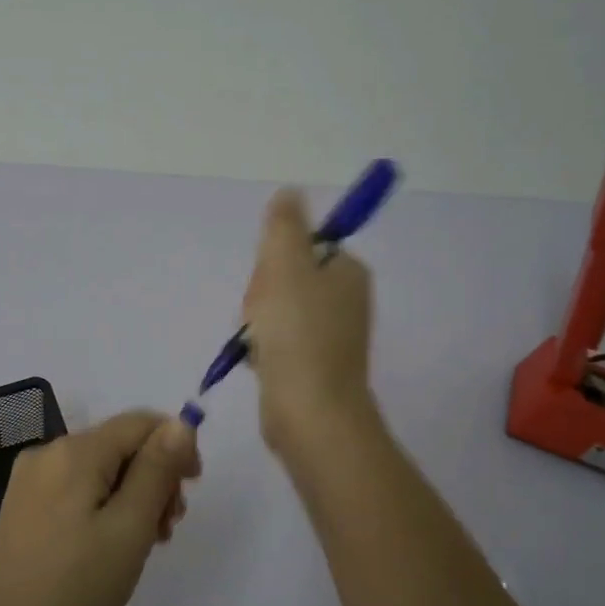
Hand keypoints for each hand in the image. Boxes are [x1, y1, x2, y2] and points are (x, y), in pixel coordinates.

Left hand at [0, 410, 199, 605]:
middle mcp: (48, 452)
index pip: (140, 423)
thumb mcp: (130, 528)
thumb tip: (181, 423)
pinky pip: (78, 487)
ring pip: (101, 468)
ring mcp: (31, 480)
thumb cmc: (76, 589)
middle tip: (167, 529)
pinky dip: (105, 505)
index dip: (175, 445)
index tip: (192, 490)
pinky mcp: (24, 506)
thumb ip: (158, 469)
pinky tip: (111, 544)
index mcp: (74, 451)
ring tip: (144, 543)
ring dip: (133, 495)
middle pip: (120, 444)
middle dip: (154, 476)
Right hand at [243, 189, 377, 456]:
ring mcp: (329, 333)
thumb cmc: (298, 334)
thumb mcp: (286, 266)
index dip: (273, 261)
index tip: (269, 284)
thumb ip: (284, 225)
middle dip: (261, 294)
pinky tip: (261, 361)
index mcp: (347, 271)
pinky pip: (277, 339)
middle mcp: (344, 299)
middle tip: (261, 317)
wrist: (309, 413)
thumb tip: (289, 192)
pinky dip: (263, 347)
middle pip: (284, 276)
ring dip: (257, 322)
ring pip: (275, 308)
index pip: (299, 245)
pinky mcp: (312, 362)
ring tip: (259, 343)